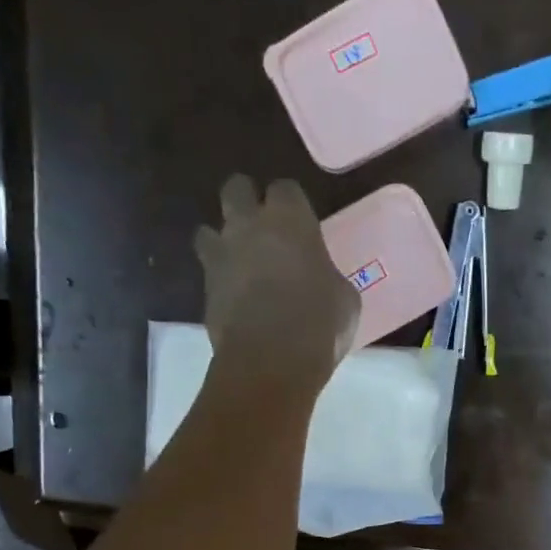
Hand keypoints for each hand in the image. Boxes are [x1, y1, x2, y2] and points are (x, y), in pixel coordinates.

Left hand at [194, 174, 359, 397]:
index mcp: (290, 221)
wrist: (272, 361)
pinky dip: (220, 279)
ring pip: (209, 229)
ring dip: (223, 241)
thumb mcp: (345, 299)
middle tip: (263, 227)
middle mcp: (249, 225)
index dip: (292, 204)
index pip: (286, 189)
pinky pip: (208, 271)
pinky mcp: (205, 287)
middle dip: (247, 201)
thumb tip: (321, 279)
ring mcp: (222, 255)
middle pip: (236, 189)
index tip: (301, 223)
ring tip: (241, 263)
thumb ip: (327, 275)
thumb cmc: (320, 324)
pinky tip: (236, 297)